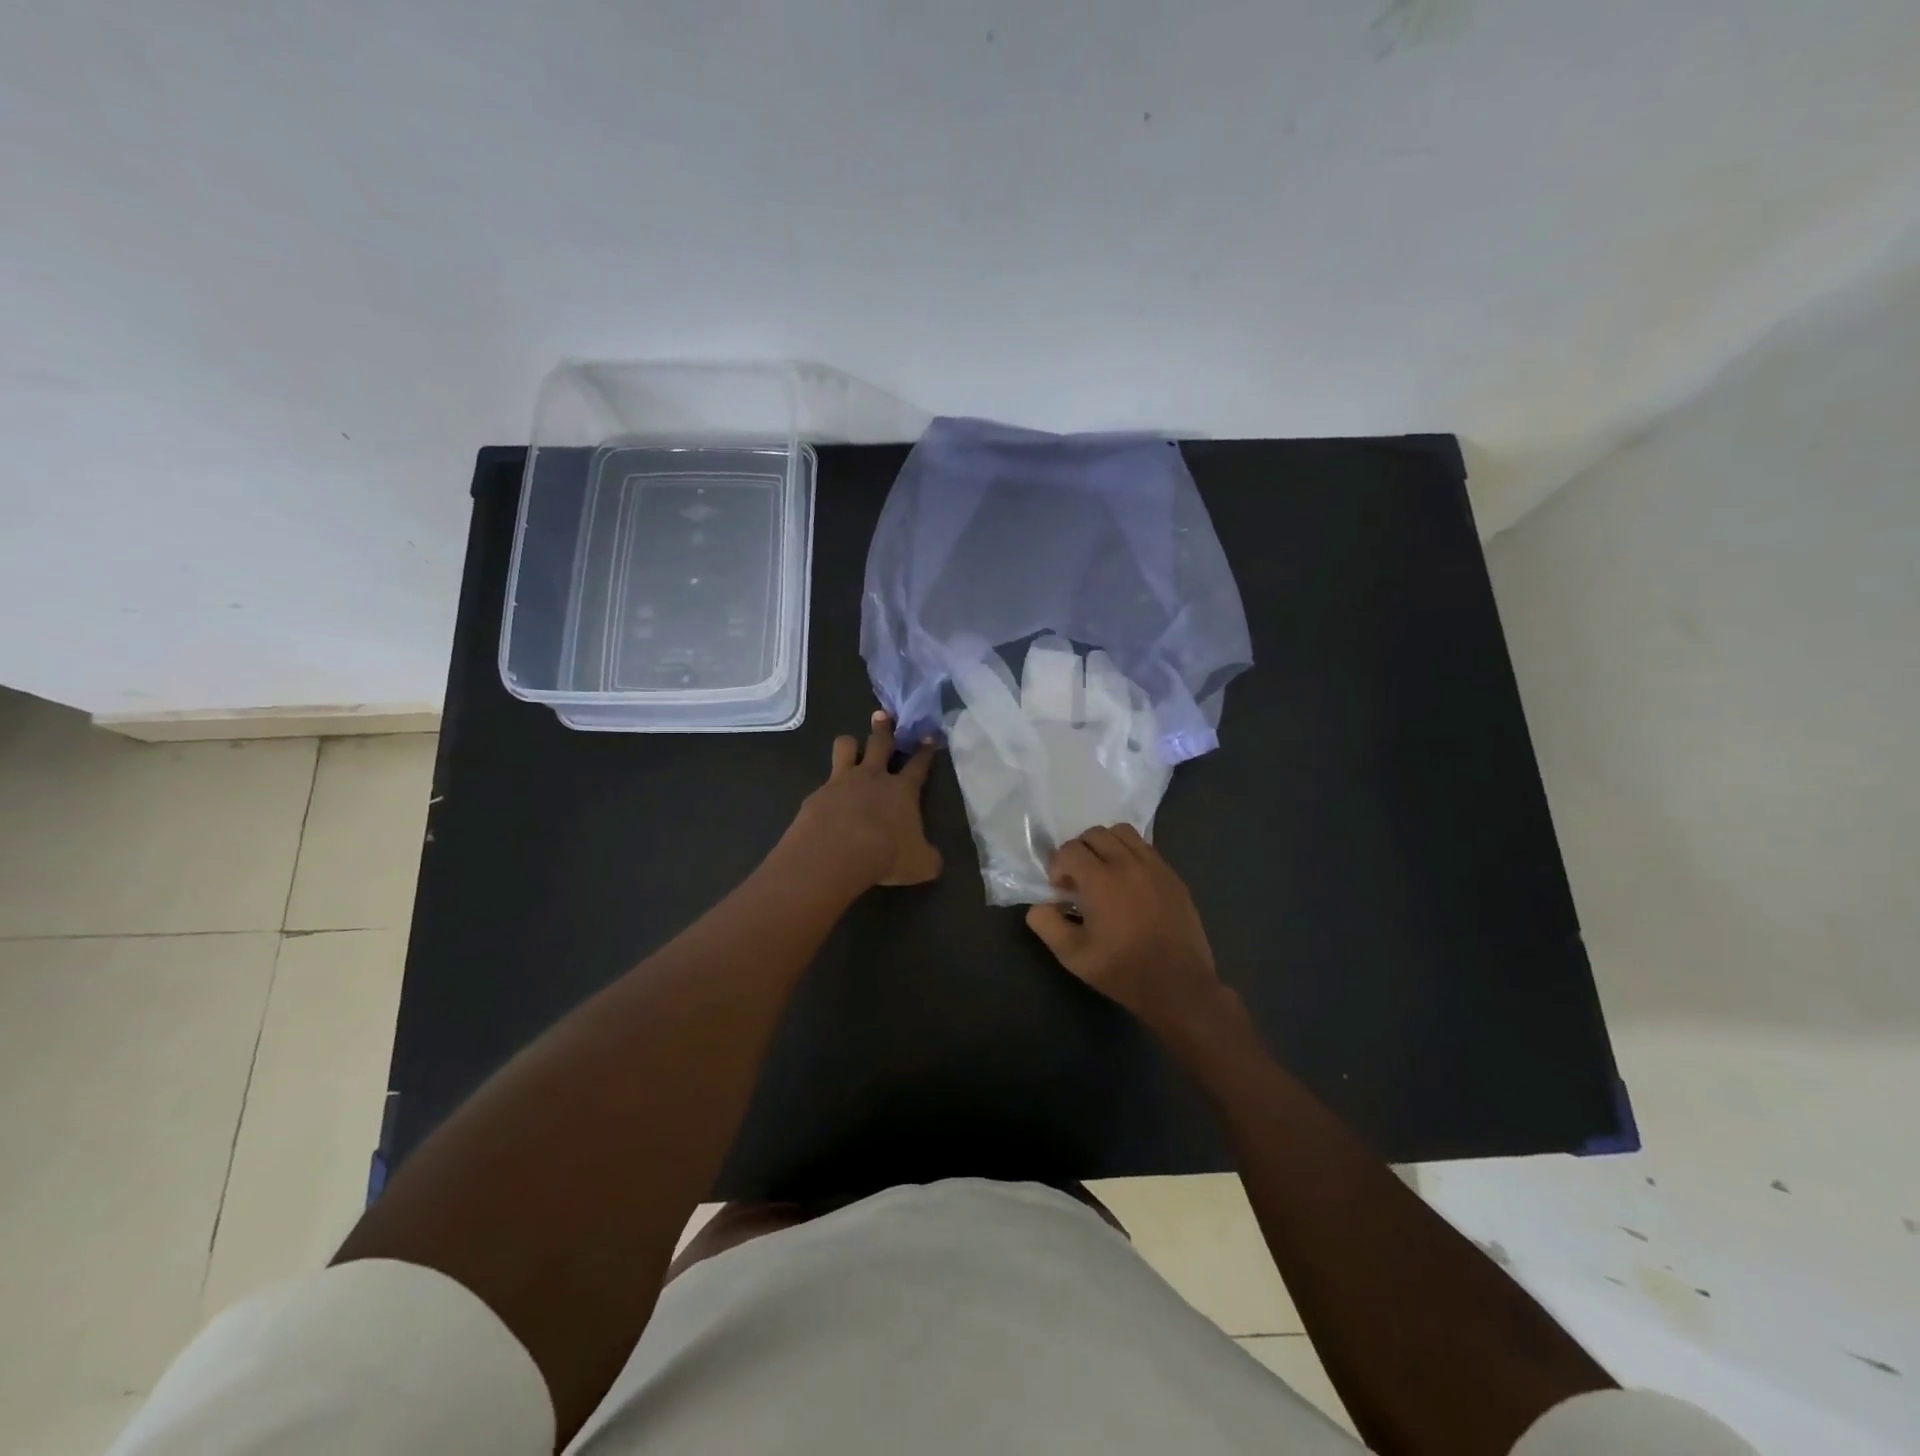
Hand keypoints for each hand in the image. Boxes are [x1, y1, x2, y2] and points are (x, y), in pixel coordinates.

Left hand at [787, 712, 941, 888]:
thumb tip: (932, 860)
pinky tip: (826, 800)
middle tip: (883, 715)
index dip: (925, 750)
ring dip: (850, 744)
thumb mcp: (920, 865)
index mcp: (902, 790)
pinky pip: (823, 782)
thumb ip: (928, 858)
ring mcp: (842, 782)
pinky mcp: (817, 794)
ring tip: (850, 745)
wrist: (836, 852)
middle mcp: (873, 777)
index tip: (929, 735)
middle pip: (880, 743)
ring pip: (845, 747)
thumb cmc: (886, 855)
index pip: (919, 765)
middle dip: (884, 728)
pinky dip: (827, 788)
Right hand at [1025, 825, 1228, 1040]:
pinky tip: (1130, 884)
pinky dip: (1130, 855)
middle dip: (1079, 851)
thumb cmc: (1123, 971)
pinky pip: (1146, 848)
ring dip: (1106, 845)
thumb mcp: (1073, 956)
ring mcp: (1155, 867)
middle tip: (1079, 880)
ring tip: (1104, 873)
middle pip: (1095, 833)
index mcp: (1101, 881)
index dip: (1057, 866)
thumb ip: (1047, 925)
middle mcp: (1128, 864)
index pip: (1070, 849)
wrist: (1179, 986)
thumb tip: (1039, 906)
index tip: (1061, 891)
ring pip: (1123, 833)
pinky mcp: (1173, 876)